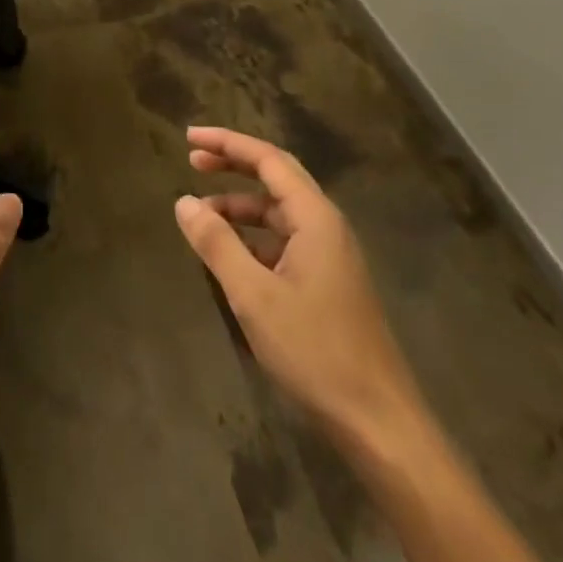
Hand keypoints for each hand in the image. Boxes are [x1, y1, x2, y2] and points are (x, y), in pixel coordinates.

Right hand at [174, 125, 426, 458]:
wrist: (379, 424)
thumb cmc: (315, 351)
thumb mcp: (254, 295)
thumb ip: (217, 243)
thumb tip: (183, 201)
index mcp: (315, 217)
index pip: (268, 159)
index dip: (227, 143)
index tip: (189, 138)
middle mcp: (326, 226)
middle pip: (276, 177)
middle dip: (234, 165)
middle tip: (192, 160)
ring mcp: (330, 255)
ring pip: (279, 212)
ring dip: (240, 205)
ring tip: (201, 214)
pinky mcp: (328, 282)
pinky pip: (284, 241)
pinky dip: (253, 236)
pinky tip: (230, 255)